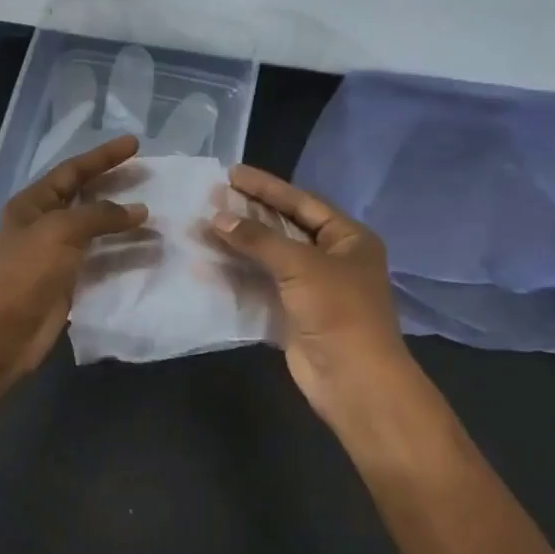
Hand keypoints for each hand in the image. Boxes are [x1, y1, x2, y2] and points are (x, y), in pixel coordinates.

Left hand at [0, 136, 148, 377]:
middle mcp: (45, 224)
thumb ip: (101, 215)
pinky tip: (148, 251)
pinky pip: (102, 261)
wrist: (3, 331)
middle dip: (116, 185)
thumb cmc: (26, 271)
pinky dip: (124, 255)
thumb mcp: (61, 231)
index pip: (73, 170)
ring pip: (98, 231)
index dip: (103, 156)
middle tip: (150, 176)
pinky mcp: (70, 282)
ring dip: (125, 224)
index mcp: (34, 203)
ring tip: (157, 216)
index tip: (135, 144)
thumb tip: (139, 209)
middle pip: (86, 197)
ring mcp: (58, 254)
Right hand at [211, 165, 411, 423]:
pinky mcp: (291, 314)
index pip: (302, 202)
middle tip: (211, 197)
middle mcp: (331, 258)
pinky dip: (236, 275)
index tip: (232, 173)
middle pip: (284, 228)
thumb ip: (258, 239)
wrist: (353, 379)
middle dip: (248, 215)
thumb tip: (216, 217)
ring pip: (268, 258)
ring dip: (237, 245)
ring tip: (201, 227)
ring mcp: (311, 288)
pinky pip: (260, 286)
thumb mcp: (300, 265)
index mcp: (348, 238)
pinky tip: (206, 265)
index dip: (267, 187)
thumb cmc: (338, 310)